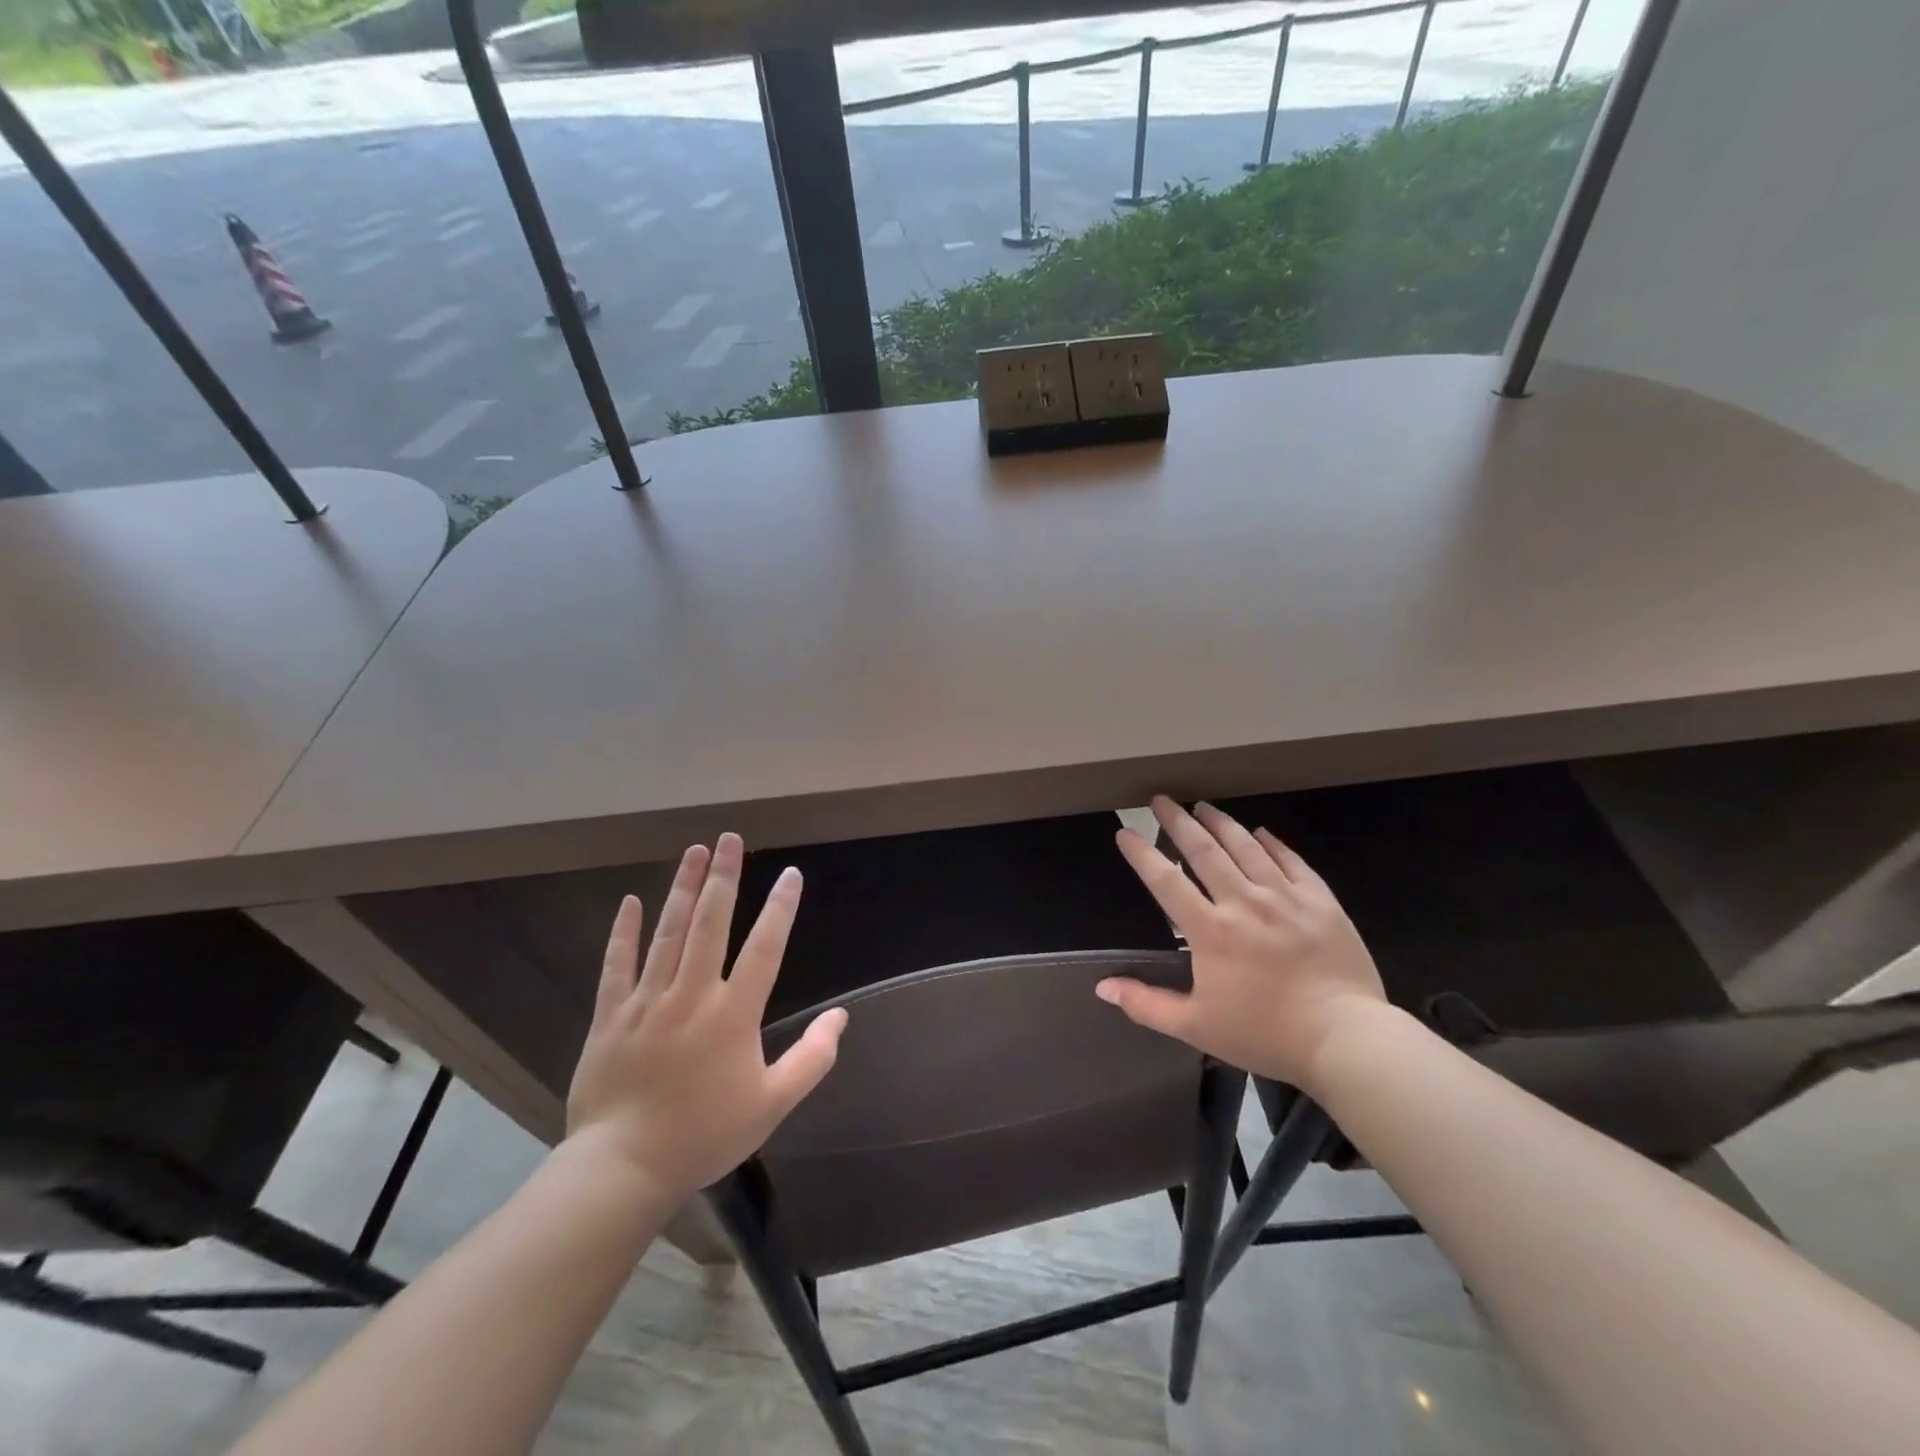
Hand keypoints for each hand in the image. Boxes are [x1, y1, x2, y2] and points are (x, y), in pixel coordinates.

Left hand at [564, 833, 847, 1200]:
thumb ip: (812, 1058)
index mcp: (734, 1014)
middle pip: (711, 923)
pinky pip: (617, 964)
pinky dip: (624, 931)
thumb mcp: (772, 1104)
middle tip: (730, 838)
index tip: (790, 874)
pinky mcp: (610, 1015)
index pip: (764, 948)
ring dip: (683, 888)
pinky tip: (631, 900)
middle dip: (724, 877)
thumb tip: (840, 1017)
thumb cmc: (704, 1134)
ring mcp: (647, 1001)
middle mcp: (692, 995)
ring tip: (694, 851)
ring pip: (668, 933)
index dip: (780, 908)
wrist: (623, 1168)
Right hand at [1097, 797, 1387, 1088]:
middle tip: (1161, 800)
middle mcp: (1244, 902)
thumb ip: (1146, 1004)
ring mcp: (1285, 897)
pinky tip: (1261, 832)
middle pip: (1204, 851)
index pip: (1166, 881)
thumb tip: (1102, 987)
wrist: (1346, 1039)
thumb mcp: (1197, 1027)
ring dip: (1221, 823)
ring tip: (1203, 806)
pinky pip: (1291, 861)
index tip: (1125, 832)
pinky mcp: (1321, 901)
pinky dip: (1272, 844)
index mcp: (1210, 931)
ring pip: (1247, 847)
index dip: (1142, 854)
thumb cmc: (1266, 1034)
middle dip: (1178, 822)